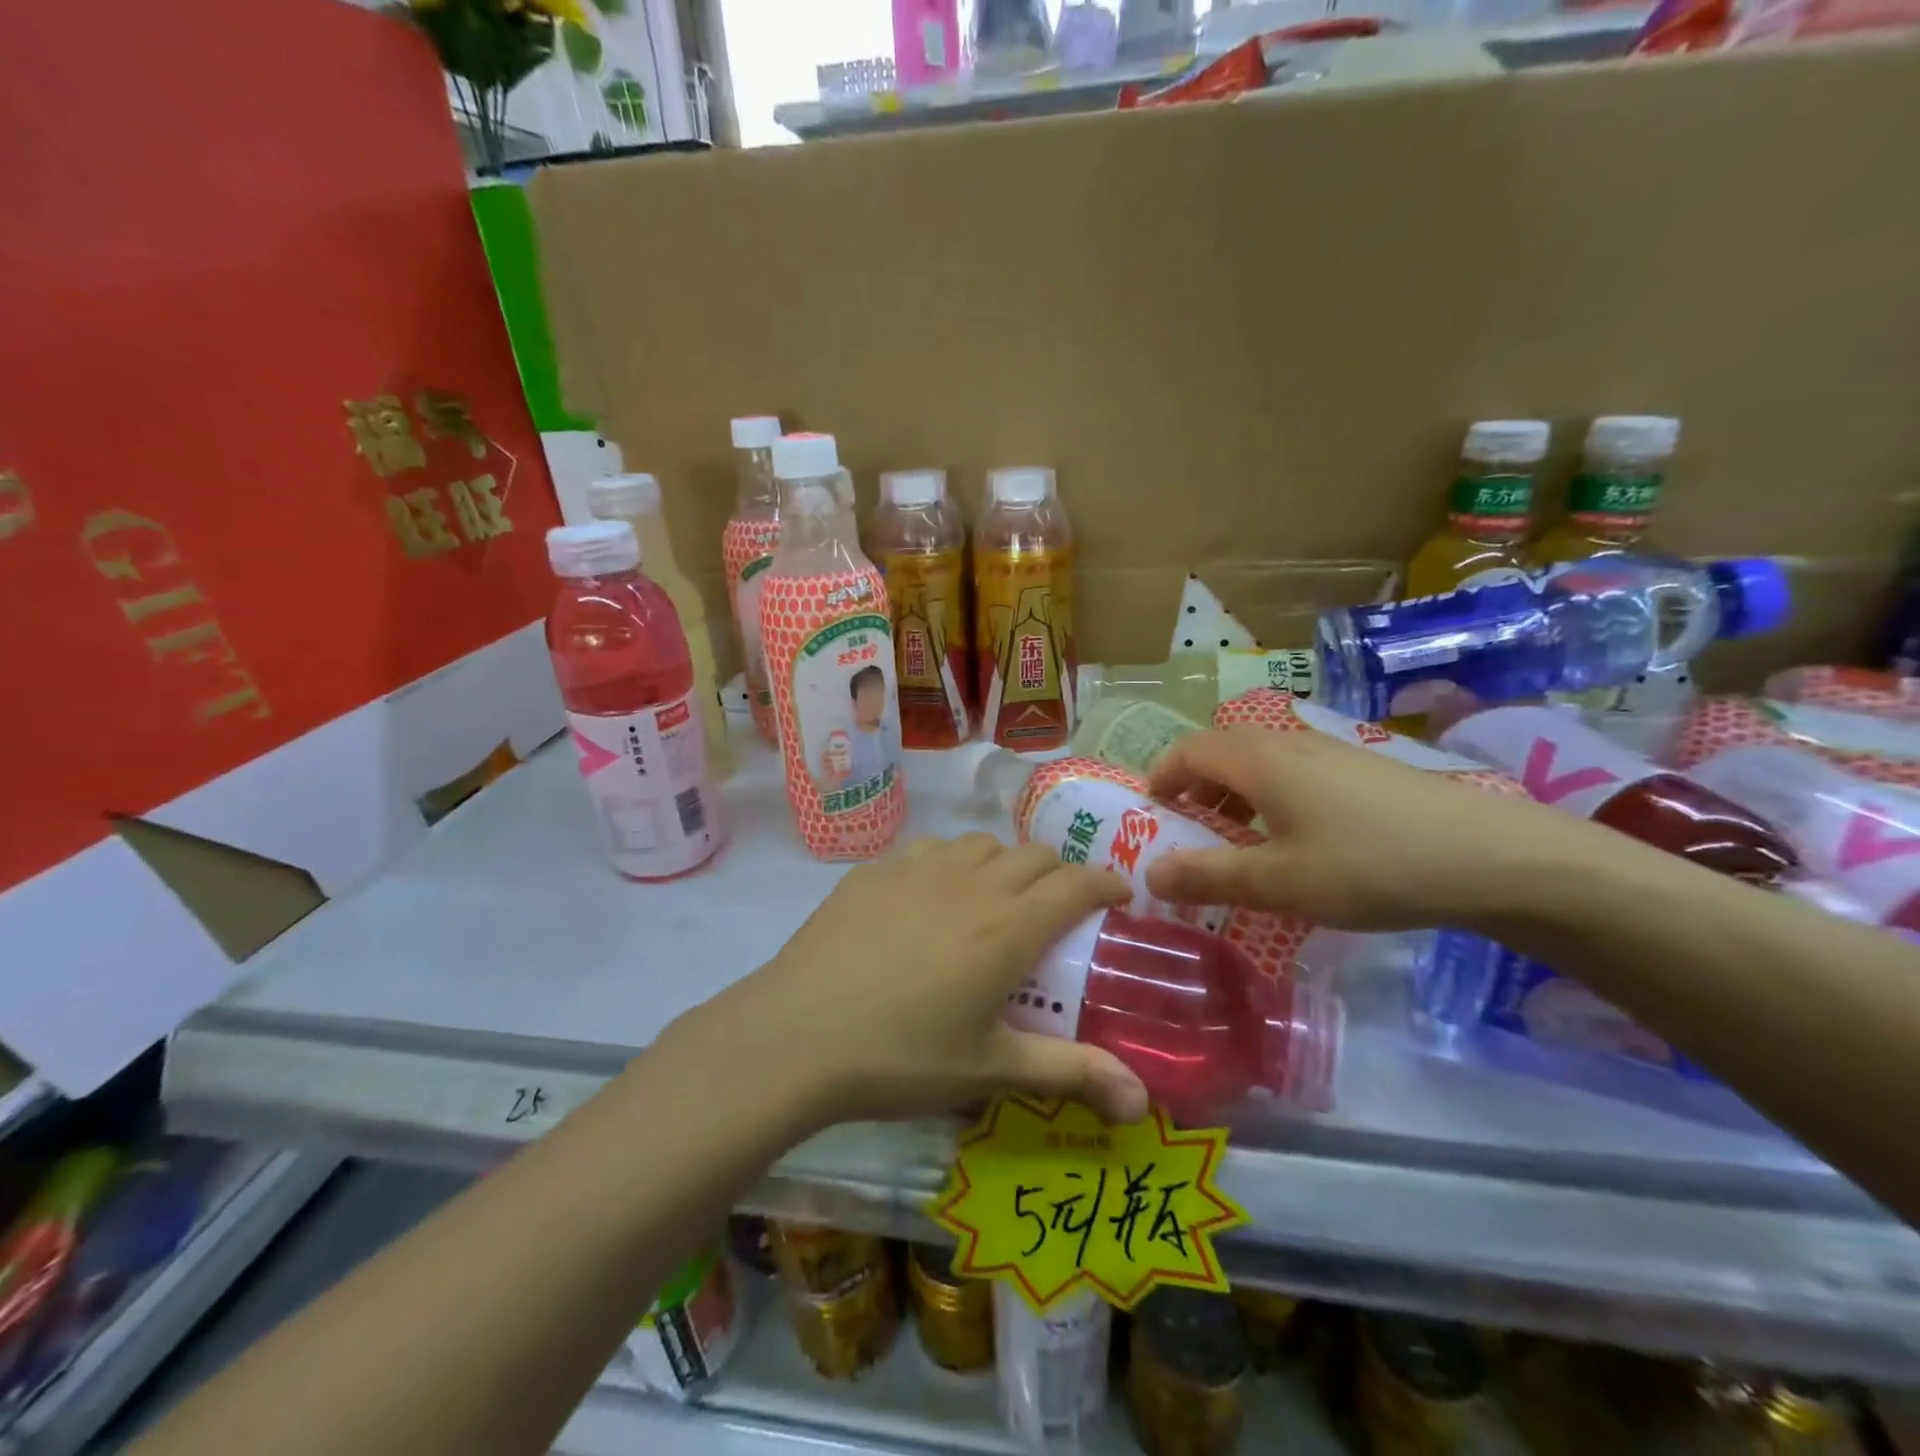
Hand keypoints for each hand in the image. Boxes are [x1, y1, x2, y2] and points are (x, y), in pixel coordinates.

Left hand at [679, 835, 1146, 1128]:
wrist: (796, 1036)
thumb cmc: (901, 1057)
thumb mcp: (991, 1069)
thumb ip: (1070, 1074)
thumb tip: (1142, 1102)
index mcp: (1008, 925)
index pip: (1076, 883)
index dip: (1106, 883)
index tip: (1119, 896)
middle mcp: (970, 882)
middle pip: (1033, 854)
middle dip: (1059, 873)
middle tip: (1058, 910)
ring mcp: (917, 869)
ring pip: (980, 844)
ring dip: (1003, 863)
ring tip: (995, 899)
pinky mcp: (874, 871)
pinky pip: (929, 850)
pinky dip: (949, 864)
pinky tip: (930, 898)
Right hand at [1143, 726, 1583, 930]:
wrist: (1491, 856)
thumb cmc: (1367, 865)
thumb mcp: (1277, 882)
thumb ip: (1208, 876)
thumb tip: (1148, 875)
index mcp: (1257, 760)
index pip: (1187, 751)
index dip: (1160, 777)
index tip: (1150, 814)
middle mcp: (1287, 742)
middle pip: (1220, 750)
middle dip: (1193, 786)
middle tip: (1189, 832)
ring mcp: (1329, 750)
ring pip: (1259, 759)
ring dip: (1233, 792)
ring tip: (1239, 840)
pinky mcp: (1362, 768)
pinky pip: (1293, 770)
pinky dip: (1270, 796)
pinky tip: (1297, 839)